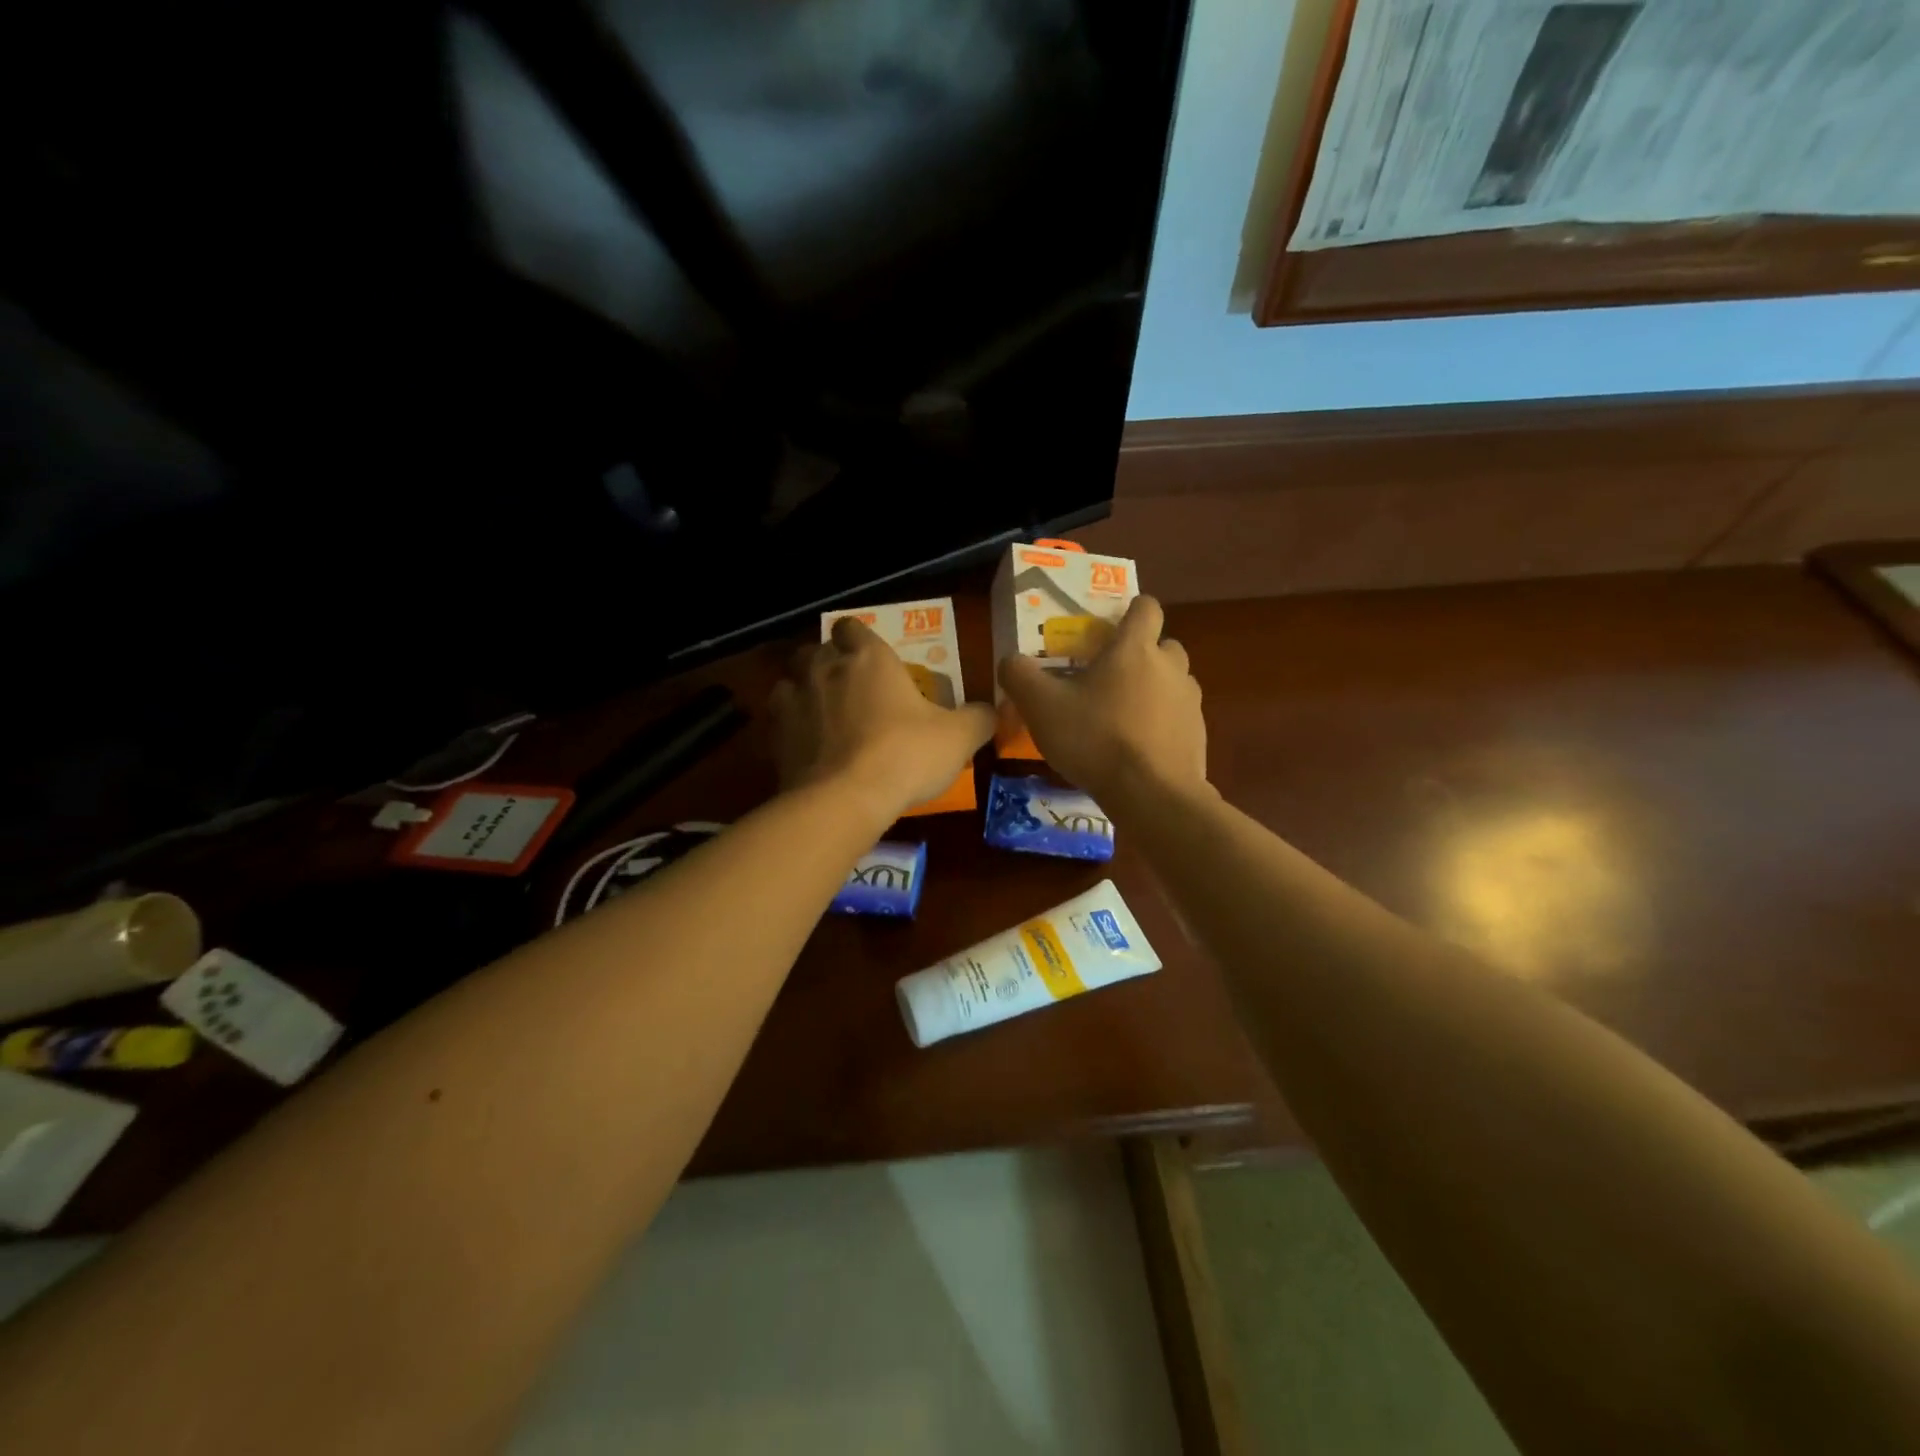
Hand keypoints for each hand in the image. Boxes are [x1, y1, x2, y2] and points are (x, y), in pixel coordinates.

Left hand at [771, 617, 994, 823]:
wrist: (846, 798)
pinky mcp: (775, 736)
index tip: (870, 656)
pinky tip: (807, 746)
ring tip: (823, 714)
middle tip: (849, 687)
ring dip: (804, 691)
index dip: (858, 638)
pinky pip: (778, 719)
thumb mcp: (959, 737)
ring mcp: (794, 700)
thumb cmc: (906, 754)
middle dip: (828, 662)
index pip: (852, 627)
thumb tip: (993, 710)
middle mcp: (825, 669)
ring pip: (790, 680)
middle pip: (815, 650)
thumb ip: (978, 718)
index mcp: (869, 658)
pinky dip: (790, 726)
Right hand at [997, 595, 1206, 806]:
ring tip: (1123, 716)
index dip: (1131, 610)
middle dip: (1142, 654)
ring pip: (1174, 682)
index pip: (1147, 607)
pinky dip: (1162, 725)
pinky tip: (1139, 750)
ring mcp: (1189, 702)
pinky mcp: (1198, 736)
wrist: (1151, 794)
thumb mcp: (1041, 707)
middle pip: (1164, 645)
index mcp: (1135, 649)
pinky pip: (1179, 718)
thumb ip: (1019, 676)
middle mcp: (1170, 667)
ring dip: (1154, 690)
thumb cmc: (1095, 739)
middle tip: (1110, 677)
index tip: (1111, 627)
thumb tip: (1010, 661)